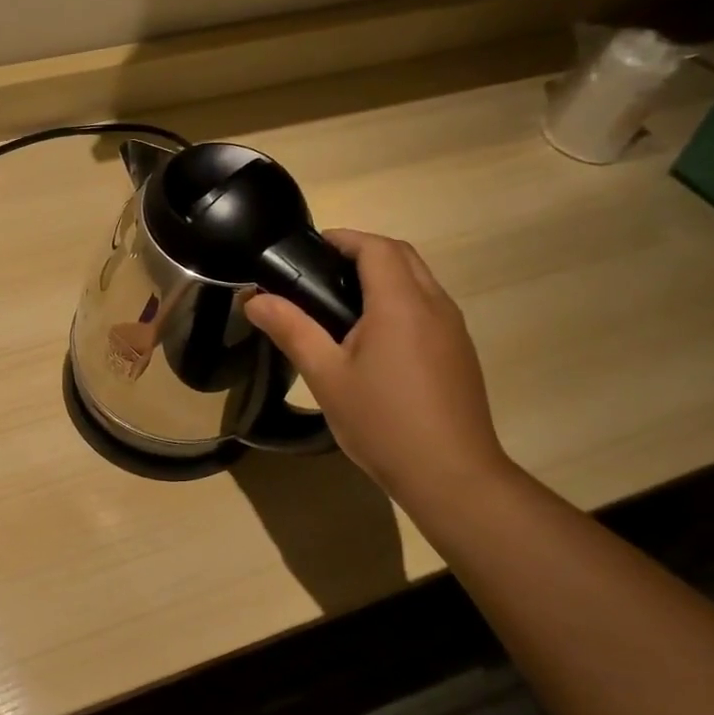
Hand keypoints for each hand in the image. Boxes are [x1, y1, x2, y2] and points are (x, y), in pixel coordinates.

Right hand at [245, 231, 511, 506]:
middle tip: (320, 272)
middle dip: (363, 251)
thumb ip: (291, 330)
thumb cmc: (383, 422)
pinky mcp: (459, 352)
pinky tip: (374, 339)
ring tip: (340, 303)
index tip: (310, 249)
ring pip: (419, 281)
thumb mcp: (326, 377)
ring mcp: (453, 329)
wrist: (451, 475)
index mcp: (401, 304)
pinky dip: (400, 301)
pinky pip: (429, 307)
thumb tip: (254, 299)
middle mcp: (435, 305)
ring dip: (384, 276)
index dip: (343, 239)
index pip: (376, 247)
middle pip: (401, 256)